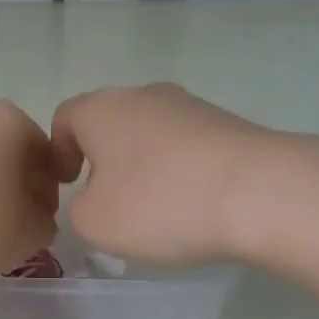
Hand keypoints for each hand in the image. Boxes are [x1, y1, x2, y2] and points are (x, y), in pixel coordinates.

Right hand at [50, 85, 276, 265]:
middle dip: (104, 160)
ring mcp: (192, 107)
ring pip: (151, 135)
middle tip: (109, 202)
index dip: (58, 152)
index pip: (64, 118)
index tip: (68, 186)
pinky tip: (193, 207)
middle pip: (111, 124)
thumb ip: (79, 208)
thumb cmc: (158, 204)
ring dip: (145, 167)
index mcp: (102, 109)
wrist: (260, 194)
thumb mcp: (93, 222)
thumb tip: (97, 198)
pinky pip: (188, 148)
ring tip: (156, 211)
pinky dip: (181, 173)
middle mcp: (145, 95)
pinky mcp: (230, 125)